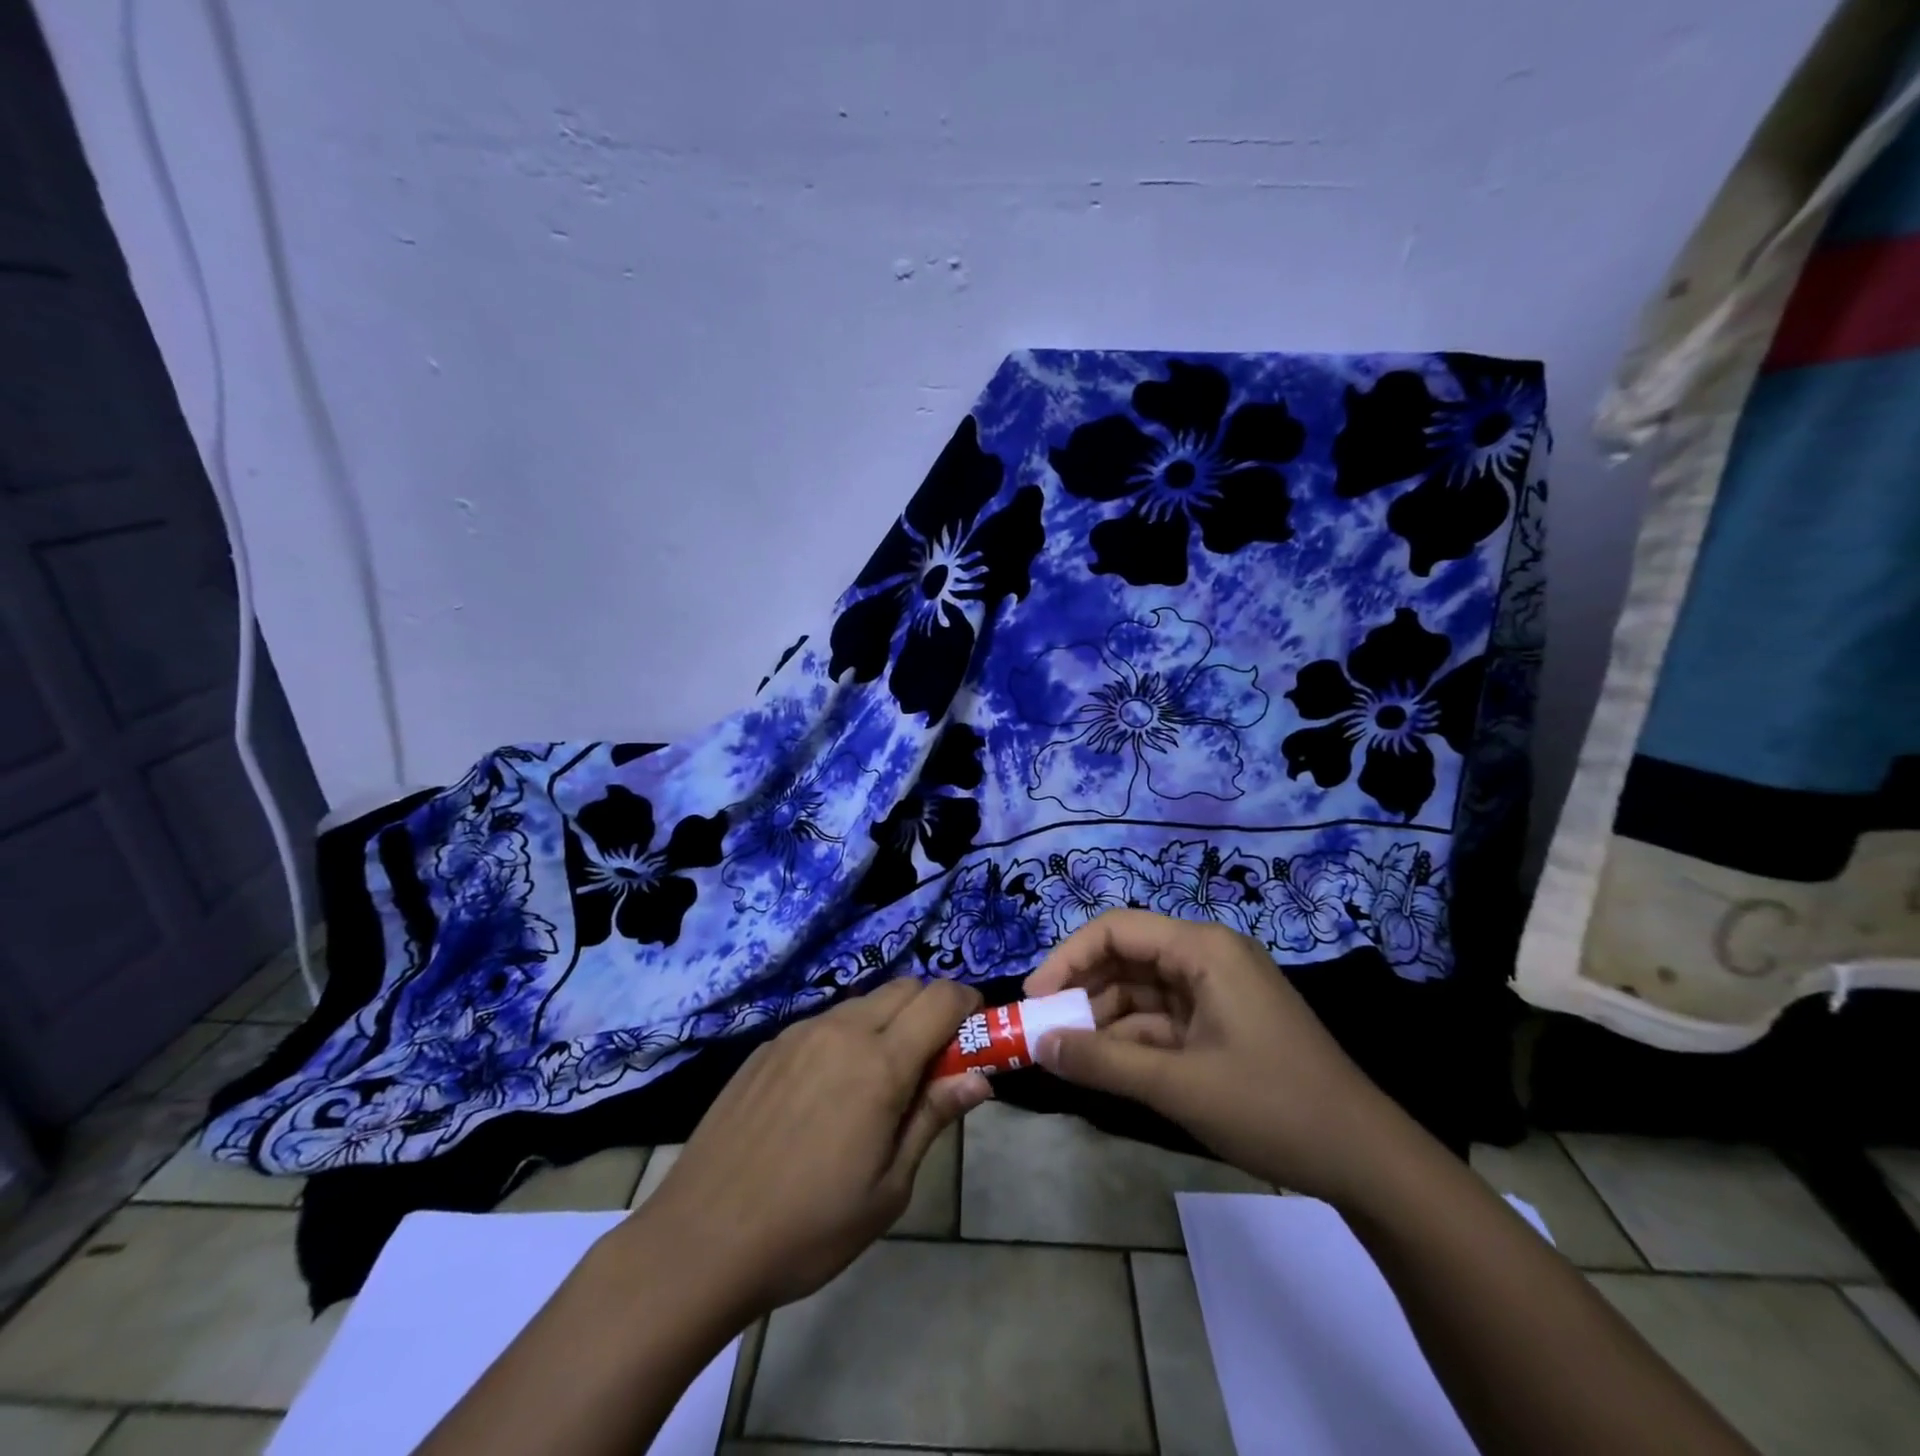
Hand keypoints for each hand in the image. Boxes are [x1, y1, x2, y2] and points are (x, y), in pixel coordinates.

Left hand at [630, 978, 991, 1317]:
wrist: (700, 1240)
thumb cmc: (809, 1228)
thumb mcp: (888, 1188)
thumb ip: (933, 1118)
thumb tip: (979, 1077)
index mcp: (880, 1063)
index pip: (941, 999)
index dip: (969, 1004)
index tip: (977, 1032)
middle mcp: (841, 1030)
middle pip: (905, 987)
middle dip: (932, 1008)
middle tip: (934, 1060)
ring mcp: (798, 1033)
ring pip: (863, 1002)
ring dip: (889, 1021)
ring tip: (880, 1080)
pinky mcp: (767, 1047)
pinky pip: (823, 1022)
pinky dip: (847, 1036)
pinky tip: (828, 1090)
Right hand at [1024, 908, 1396, 1200]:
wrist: (1367, 1161)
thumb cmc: (1272, 1107)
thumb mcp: (1178, 1085)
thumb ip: (1102, 1062)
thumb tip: (1039, 1046)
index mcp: (1203, 948)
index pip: (1116, 929)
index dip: (1067, 958)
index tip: (1033, 1000)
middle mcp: (1208, 956)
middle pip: (1127, 957)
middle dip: (1083, 992)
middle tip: (1043, 1031)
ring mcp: (1218, 990)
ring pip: (1142, 991)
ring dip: (1104, 1021)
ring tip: (1066, 1056)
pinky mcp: (1223, 1022)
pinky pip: (1163, 1020)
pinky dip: (1133, 1041)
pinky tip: (1105, 1068)